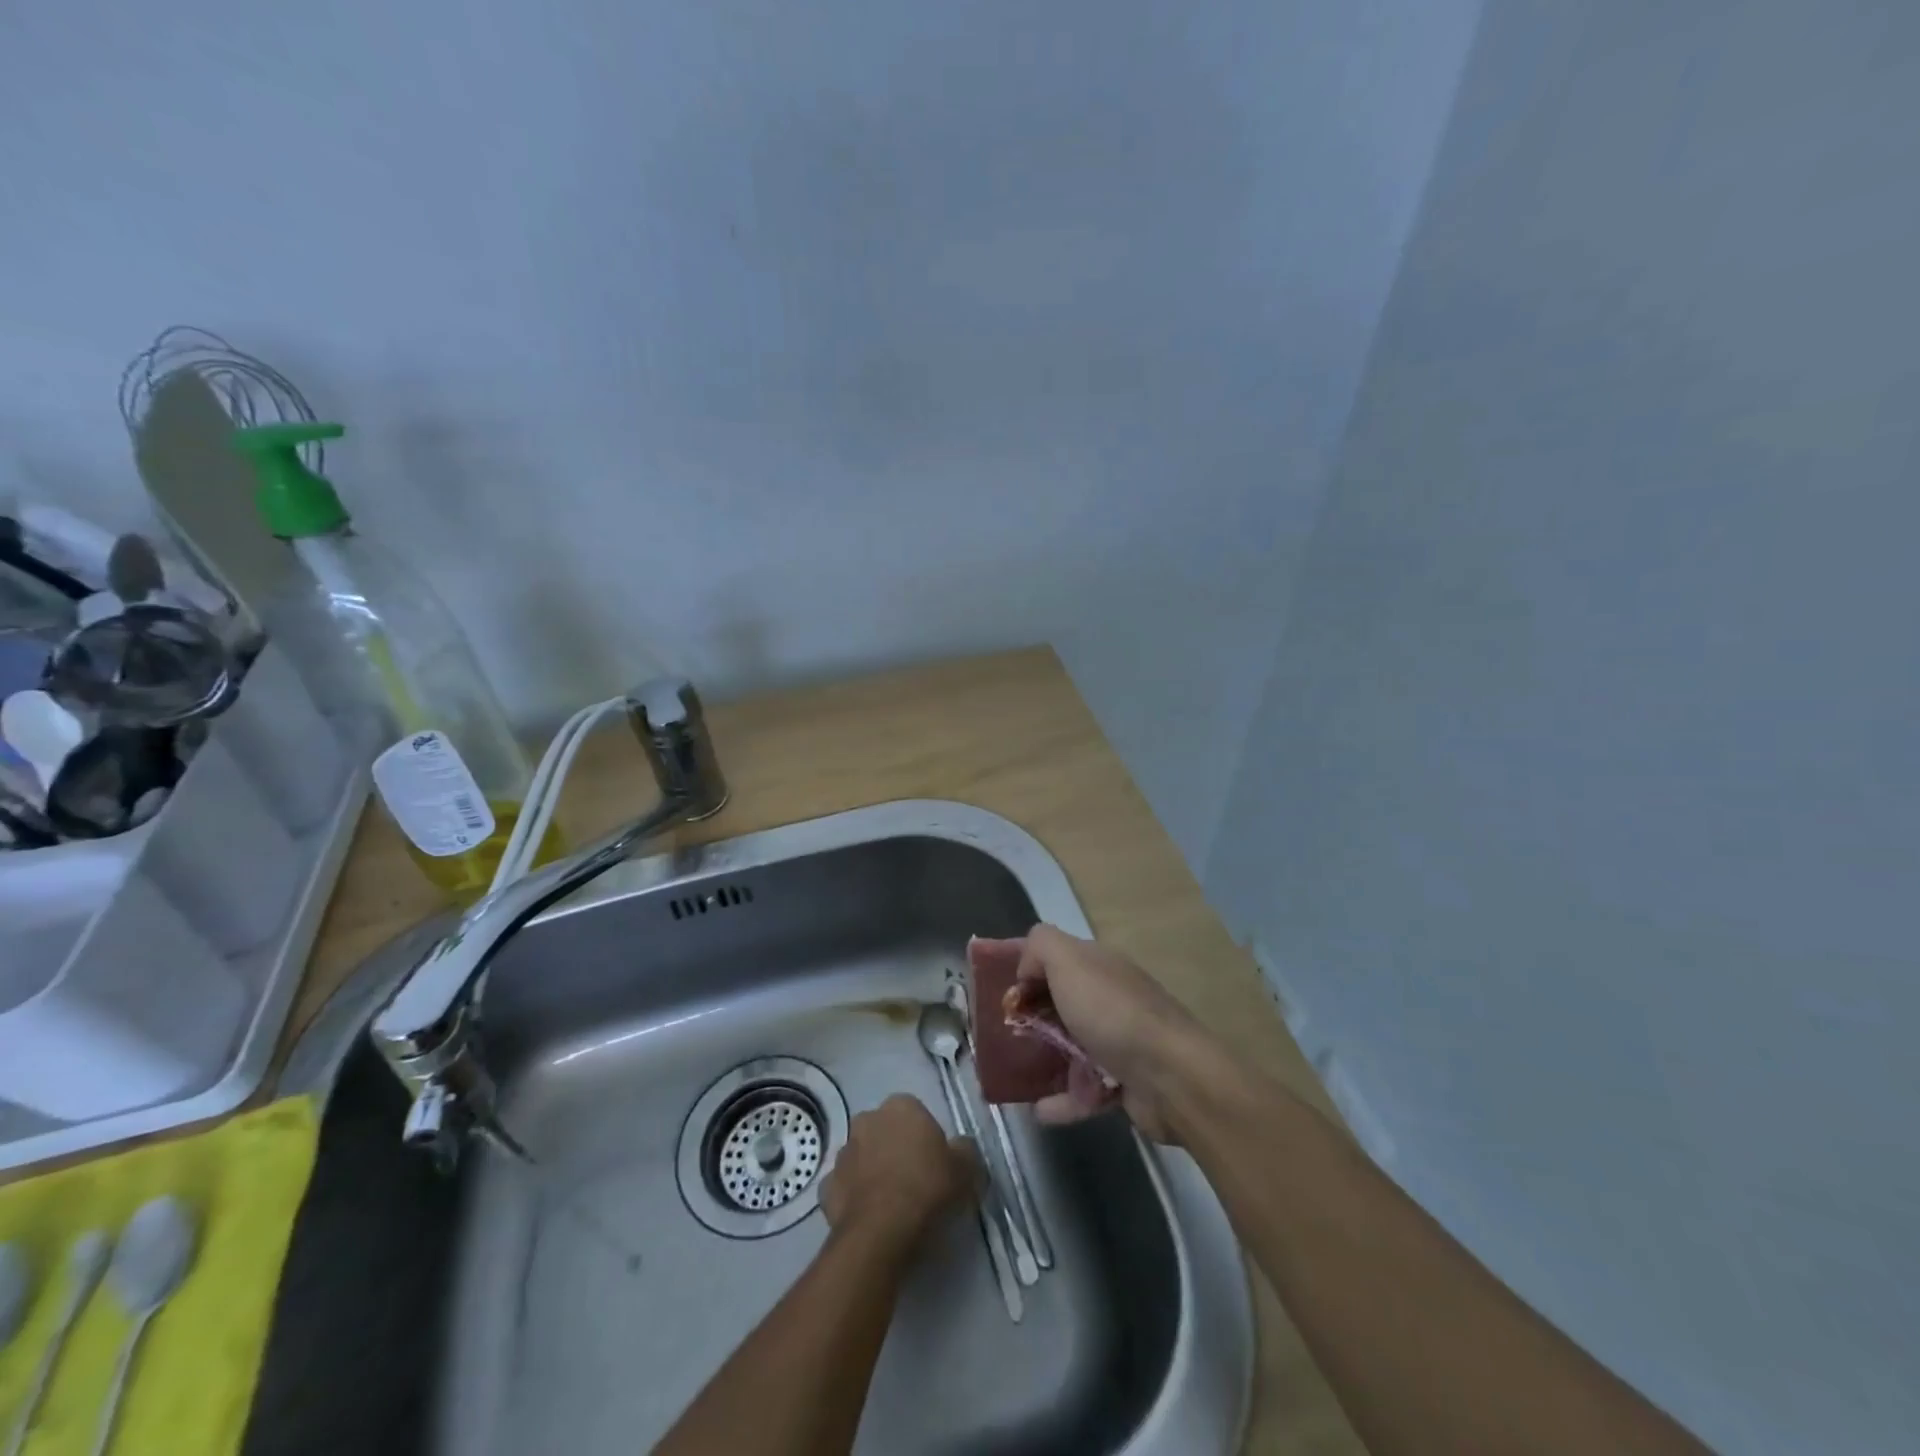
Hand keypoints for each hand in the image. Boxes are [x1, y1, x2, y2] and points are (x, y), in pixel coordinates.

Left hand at [820, 1095, 978, 1249]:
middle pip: (885, 1131)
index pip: (915, 1112)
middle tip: (913, 1180)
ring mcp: (843, 1153)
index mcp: (901, 1106)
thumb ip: (964, 1150)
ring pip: (862, 1157)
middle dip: (894, 1148)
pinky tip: (868, 1217)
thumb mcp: (966, 1168)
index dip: (925, 1138)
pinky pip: (845, 1187)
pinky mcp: (826, 1187)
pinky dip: (853, 1198)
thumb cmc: (927, 1189)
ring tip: (890, 1203)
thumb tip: (960, 1148)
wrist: (881, 1233)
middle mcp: (867, 1119)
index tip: (934, 1163)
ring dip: (872, 1171)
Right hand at [976, 925, 1213, 1142]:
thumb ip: (1040, 947)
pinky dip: (1062, 1100)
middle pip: (1059, 1001)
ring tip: (1015, 1073)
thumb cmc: (1113, 1013)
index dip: (1025, 969)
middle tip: (1002, 1034)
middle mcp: (1108, 997)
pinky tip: (1039, 1111)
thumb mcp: (1069, 960)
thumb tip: (1026, 971)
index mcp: (1097, 965)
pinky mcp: (1124, 1082)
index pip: (1054, 957)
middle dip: (1029, 1015)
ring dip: (1043, 1058)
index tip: (999, 992)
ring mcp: (1118, 1041)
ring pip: (1070, 1046)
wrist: (1173, 1077)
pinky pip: (1085, 1090)